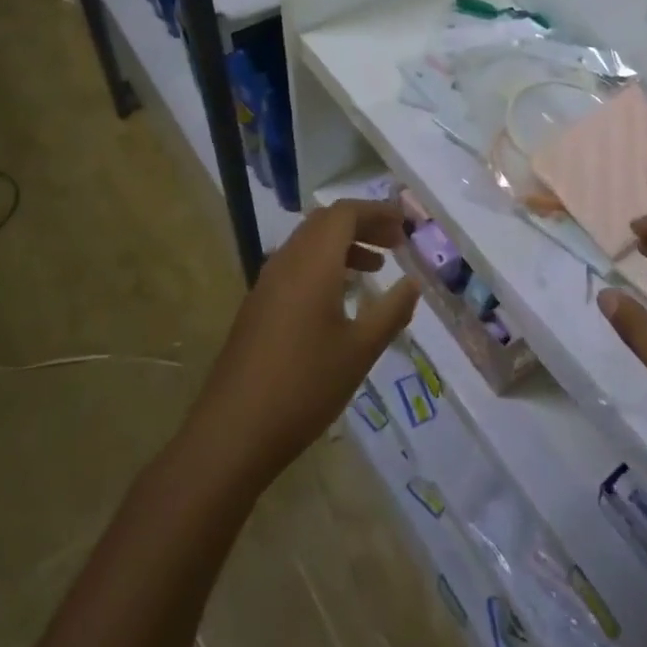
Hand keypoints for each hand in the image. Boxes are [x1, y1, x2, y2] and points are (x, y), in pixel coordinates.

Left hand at [182, 199, 420, 494]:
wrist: (232, 434)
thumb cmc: (305, 386)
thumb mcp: (361, 350)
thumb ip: (391, 310)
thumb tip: (413, 283)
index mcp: (312, 263)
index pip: (345, 213)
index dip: (377, 212)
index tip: (405, 225)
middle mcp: (286, 262)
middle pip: (326, 222)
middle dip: (362, 225)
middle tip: (395, 243)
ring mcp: (266, 284)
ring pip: (308, 244)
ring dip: (343, 245)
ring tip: (375, 268)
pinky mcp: (257, 307)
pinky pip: (295, 266)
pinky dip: (324, 265)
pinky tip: (340, 298)